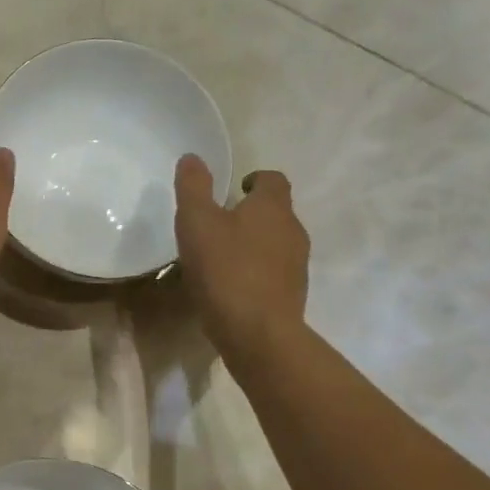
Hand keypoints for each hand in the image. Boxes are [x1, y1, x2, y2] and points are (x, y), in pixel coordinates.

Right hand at [173, 155, 309, 357]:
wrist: (257, 332)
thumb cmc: (225, 270)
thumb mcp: (197, 223)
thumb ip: (194, 188)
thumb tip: (193, 157)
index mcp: (273, 207)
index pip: (273, 179)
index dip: (254, 180)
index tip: (234, 191)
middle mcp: (293, 230)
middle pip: (275, 212)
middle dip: (250, 214)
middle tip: (218, 225)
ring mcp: (296, 265)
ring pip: (275, 243)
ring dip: (252, 244)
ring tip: (221, 258)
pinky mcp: (292, 294)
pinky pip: (272, 273)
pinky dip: (255, 272)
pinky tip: (230, 287)